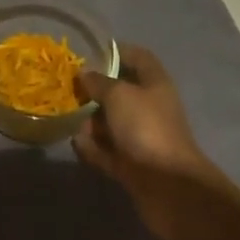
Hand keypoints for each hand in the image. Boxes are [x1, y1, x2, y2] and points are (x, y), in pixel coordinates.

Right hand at [73, 45, 224, 239]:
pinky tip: (77, 144)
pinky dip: (94, 148)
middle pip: (121, 92)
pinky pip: (108, 151)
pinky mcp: (133, 166)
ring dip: (92, 122)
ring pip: (112, 123)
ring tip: (72, 121)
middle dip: (96, 91)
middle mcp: (150, 108)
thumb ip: (99, 82)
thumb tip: (85, 74)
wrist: (169, 188)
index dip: (117, 51)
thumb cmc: (146, 128)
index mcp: (155, 84)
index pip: (138, 57)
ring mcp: (142, 138)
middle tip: (71, 90)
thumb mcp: (119, 95)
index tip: (91, 52)